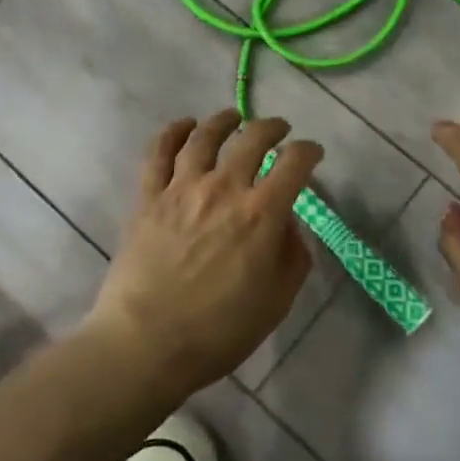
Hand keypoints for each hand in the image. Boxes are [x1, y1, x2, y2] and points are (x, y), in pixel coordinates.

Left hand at [86, 110, 322, 398]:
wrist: (146, 343)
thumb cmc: (220, 330)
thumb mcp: (277, 301)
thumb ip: (293, 256)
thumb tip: (289, 225)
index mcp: (262, 213)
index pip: (295, 162)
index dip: (309, 151)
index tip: (312, 153)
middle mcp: (224, 188)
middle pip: (253, 138)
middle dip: (272, 127)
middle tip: (279, 129)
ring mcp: (182, 188)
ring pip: (205, 136)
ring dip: (224, 120)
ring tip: (233, 117)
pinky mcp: (148, 197)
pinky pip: (159, 152)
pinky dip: (173, 132)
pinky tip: (184, 126)